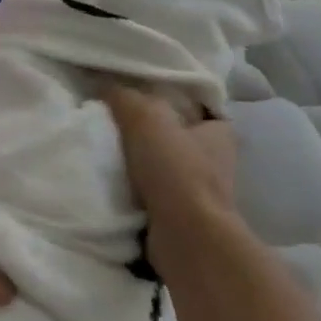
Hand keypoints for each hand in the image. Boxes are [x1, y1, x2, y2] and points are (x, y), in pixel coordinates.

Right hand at [104, 87, 237, 264]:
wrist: (185, 236)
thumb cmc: (174, 169)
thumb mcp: (143, 116)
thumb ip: (122, 95)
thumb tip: (102, 83)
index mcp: (218, 133)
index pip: (197, 107)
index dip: (170, 100)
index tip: (138, 97)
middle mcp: (216, 161)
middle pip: (176, 136)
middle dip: (149, 132)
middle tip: (112, 121)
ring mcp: (200, 192)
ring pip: (163, 166)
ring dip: (139, 162)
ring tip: (105, 150)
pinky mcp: (182, 216)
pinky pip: (153, 192)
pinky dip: (135, 188)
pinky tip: (111, 180)